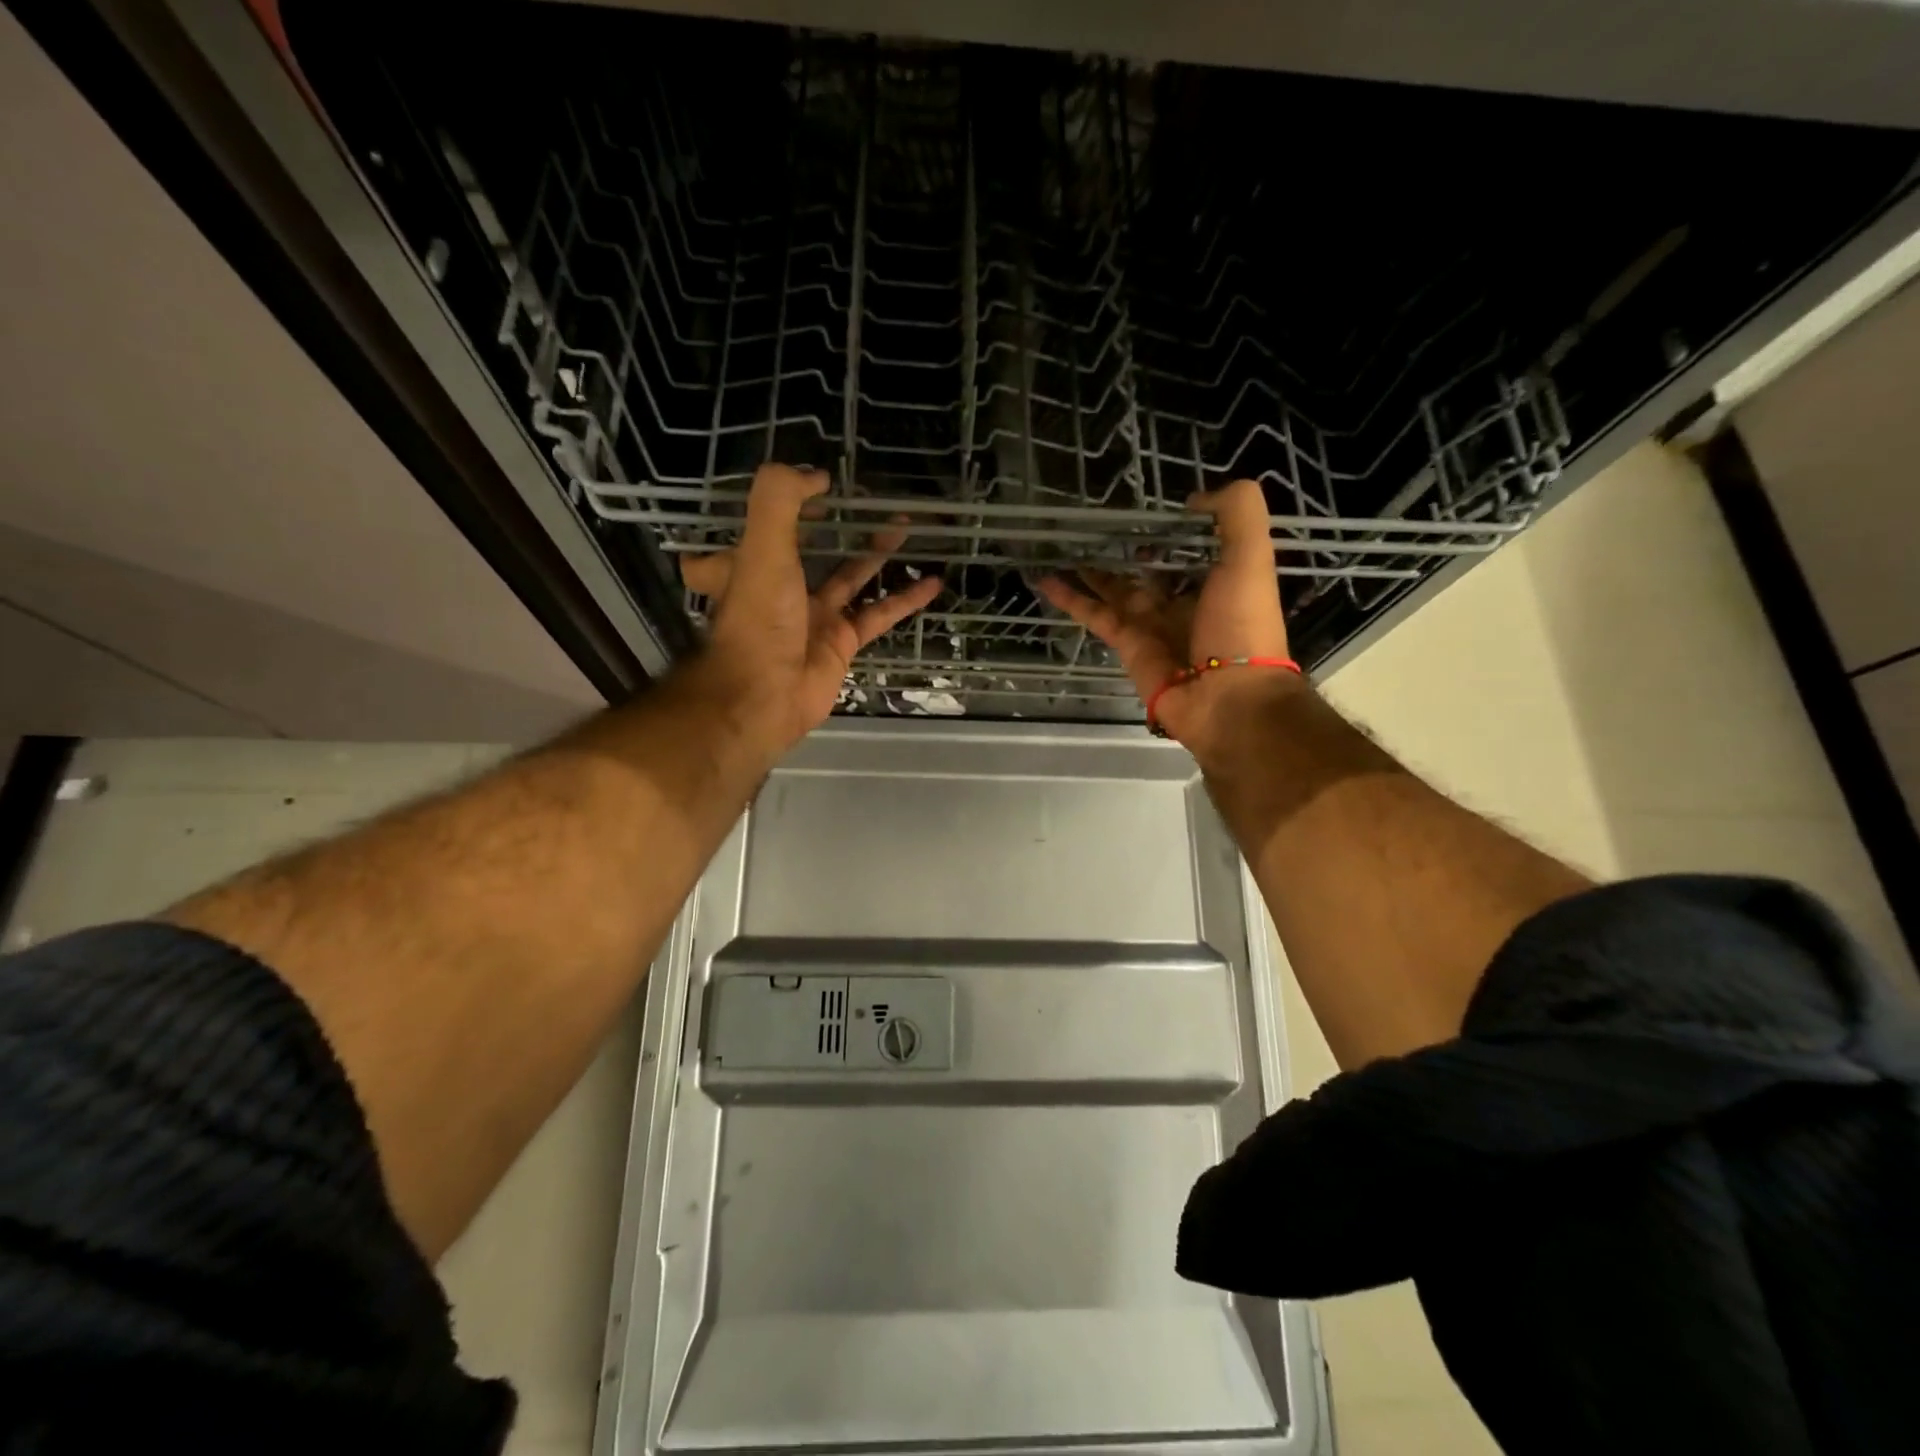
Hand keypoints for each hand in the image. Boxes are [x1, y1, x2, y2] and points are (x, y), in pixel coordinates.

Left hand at [678, 463, 941, 755]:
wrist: (765, 698)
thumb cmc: (759, 622)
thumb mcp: (762, 551)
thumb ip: (780, 501)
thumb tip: (816, 474)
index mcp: (753, 564)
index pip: (767, 523)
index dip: (788, 502)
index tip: (818, 483)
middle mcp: (783, 587)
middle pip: (816, 547)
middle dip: (843, 524)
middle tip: (874, 501)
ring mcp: (816, 616)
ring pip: (854, 576)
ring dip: (880, 553)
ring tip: (909, 526)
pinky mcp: (844, 642)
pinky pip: (879, 614)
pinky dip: (906, 599)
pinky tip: (933, 582)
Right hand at [1037, 478, 1297, 751]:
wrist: (1227, 698)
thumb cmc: (1243, 625)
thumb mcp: (1251, 559)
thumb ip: (1236, 515)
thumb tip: (1193, 501)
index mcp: (1218, 581)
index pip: (1189, 548)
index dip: (1170, 529)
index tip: (1146, 508)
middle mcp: (1183, 601)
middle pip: (1147, 568)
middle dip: (1124, 550)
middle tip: (1093, 524)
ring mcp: (1151, 624)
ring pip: (1114, 589)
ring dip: (1089, 570)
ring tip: (1061, 546)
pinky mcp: (1126, 644)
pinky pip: (1094, 615)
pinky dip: (1070, 599)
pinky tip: (1046, 579)